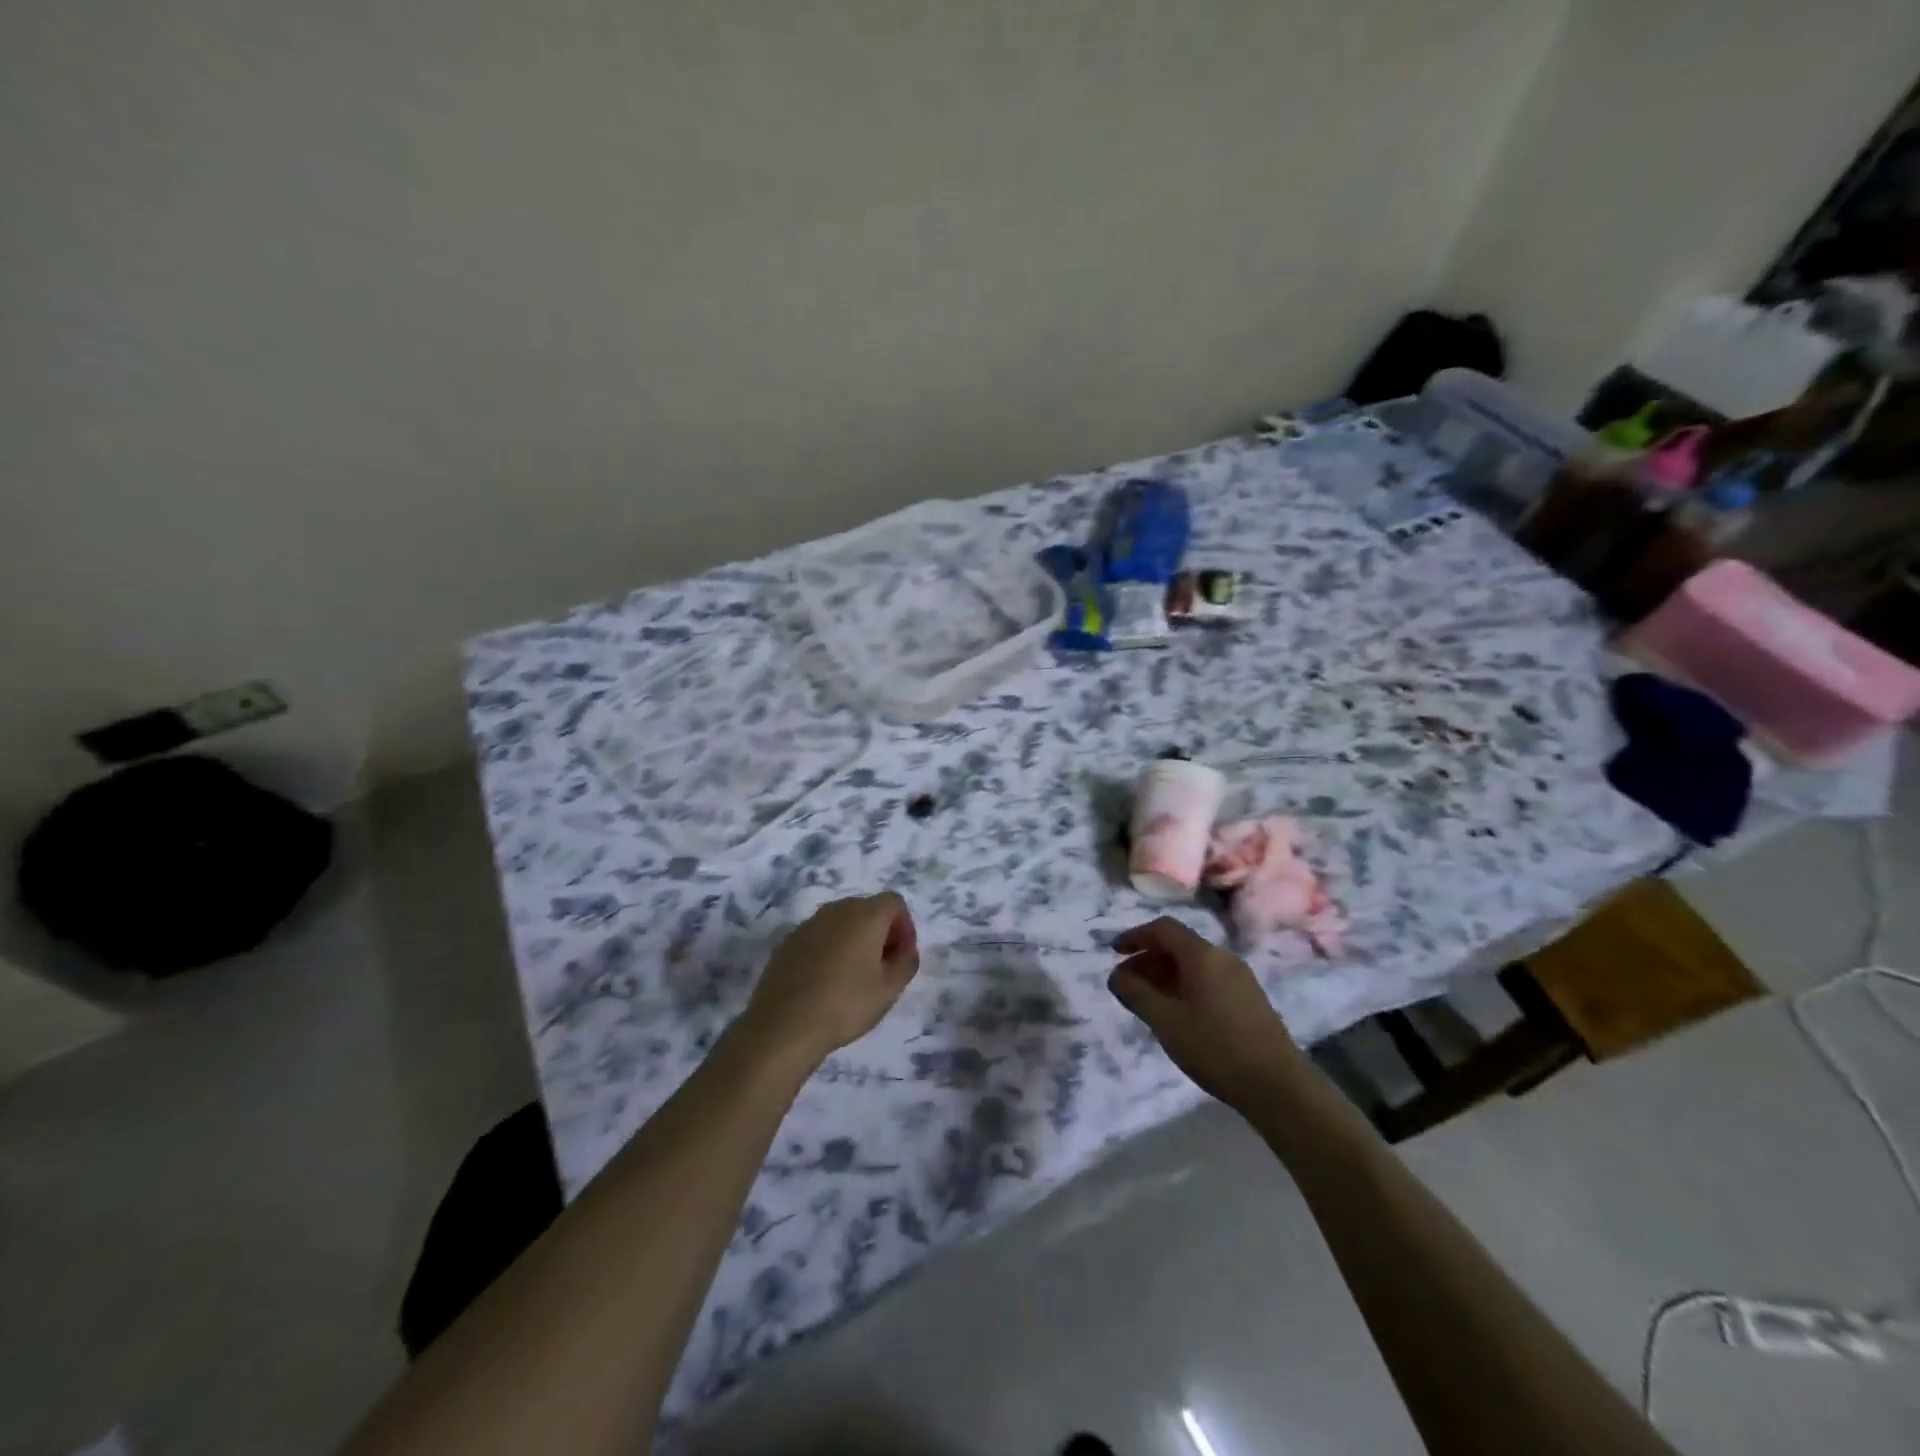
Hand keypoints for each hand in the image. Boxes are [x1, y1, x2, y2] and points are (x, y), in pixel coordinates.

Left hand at [740, 894, 920, 1064]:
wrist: (783, 1025)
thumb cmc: (845, 1005)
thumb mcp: (890, 989)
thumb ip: (907, 961)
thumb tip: (904, 948)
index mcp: (865, 915)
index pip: (894, 902)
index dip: (904, 925)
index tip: (901, 955)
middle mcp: (836, 910)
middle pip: (867, 908)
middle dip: (880, 932)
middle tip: (882, 967)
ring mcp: (808, 924)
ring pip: (841, 922)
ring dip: (853, 940)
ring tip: (853, 976)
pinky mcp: (787, 941)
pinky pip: (818, 936)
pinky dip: (828, 949)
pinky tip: (824, 981)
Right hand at [1108, 917, 1308, 1108]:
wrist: (1278, 1086)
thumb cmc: (1216, 1048)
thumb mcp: (1166, 1022)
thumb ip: (1136, 994)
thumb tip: (1116, 976)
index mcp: (1202, 955)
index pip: (1163, 929)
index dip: (1135, 936)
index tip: (1114, 953)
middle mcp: (1223, 958)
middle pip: (1178, 945)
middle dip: (1148, 959)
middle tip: (1126, 984)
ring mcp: (1240, 978)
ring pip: (1194, 964)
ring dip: (1165, 975)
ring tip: (1148, 1002)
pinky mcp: (1250, 999)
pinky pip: (1208, 979)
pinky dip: (1185, 986)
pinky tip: (1178, 1015)